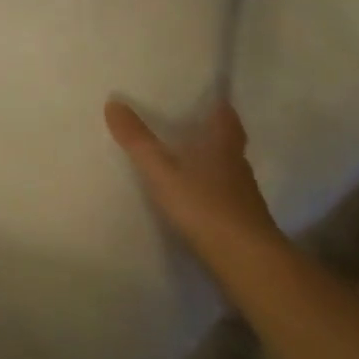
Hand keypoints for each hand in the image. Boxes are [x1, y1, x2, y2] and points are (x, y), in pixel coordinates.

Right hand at [104, 97, 284, 261]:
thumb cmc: (204, 206)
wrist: (246, 261)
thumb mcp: (161, 170)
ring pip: (227, 170)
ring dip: (211, 163)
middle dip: (213, 133)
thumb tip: (113, 102)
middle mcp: (237, 167)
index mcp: (222, 147)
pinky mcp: (242, 222)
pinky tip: (195, 198)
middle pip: (229, 143)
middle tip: (191, 124)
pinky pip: (225, 196)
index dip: (219, 106)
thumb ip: (137, 140)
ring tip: (186, 160)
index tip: (210, 97)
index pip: (226, 118)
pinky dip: (211, 191)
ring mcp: (243, 197)